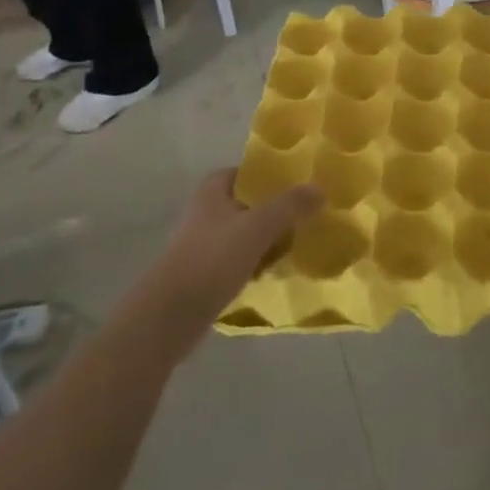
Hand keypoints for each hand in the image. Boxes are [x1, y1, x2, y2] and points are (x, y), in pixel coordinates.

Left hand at [142, 170, 320, 350]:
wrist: (169, 317)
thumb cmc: (212, 259)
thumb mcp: (257, 227)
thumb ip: (290, 206)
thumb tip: (320, 189)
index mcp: (213, 189)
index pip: (249, 172)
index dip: (274, 178)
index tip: (302, 187)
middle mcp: (206, 210)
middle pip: (251, 203)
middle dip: (277, 211)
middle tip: (308, 218)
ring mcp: (204, 243)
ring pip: (246, 233)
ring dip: (269, 239)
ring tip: (299, 245)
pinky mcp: (205, 273)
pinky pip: (240, 260)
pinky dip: (257, 263)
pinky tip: (276, 272)